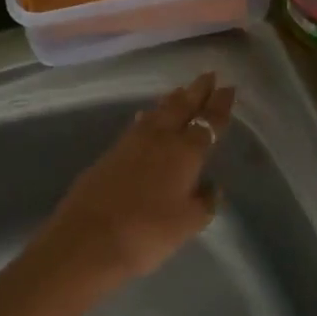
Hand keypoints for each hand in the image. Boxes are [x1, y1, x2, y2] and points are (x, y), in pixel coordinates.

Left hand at [42, 72, 234, 281]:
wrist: (88, 240)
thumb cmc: (147, 233)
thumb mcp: (188, 224)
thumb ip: (204, 202)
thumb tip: (211, 186)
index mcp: (185, 152)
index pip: (208, 122)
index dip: (219, 105)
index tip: (228, 88)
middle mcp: (160, 138)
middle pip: (182, 107)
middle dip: (197, 91)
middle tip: (208, 75)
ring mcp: (131, 143)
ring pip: (157, 112)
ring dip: (172, 100)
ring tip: (181, 90)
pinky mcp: (110, 153)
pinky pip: (138, 125)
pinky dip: (149, 116)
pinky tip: (146, 117)